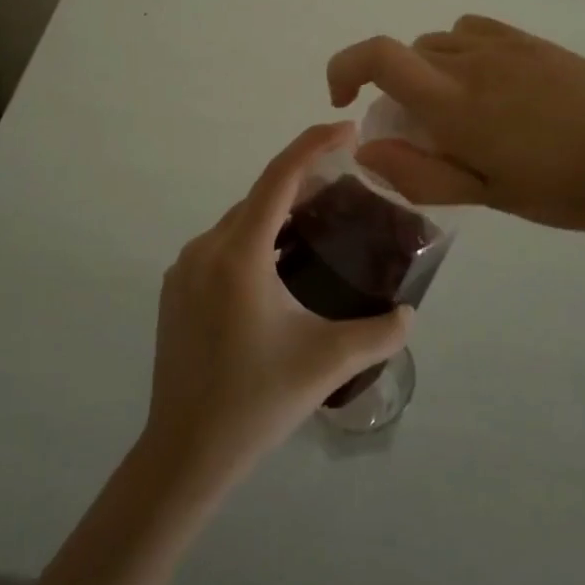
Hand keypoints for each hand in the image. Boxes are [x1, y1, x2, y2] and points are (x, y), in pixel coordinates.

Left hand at [140, 123, 413, 499]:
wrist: (183, 454)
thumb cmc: (256, 401)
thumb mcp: (327, 363)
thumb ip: (379, 333)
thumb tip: (409, 313)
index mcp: (239, 253)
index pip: (279, 177)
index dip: (314, 144)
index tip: (349, 130)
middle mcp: (206, 248)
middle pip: (260, 197)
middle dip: (302, 183)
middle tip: (347, 188)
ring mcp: (184, 269)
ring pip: (240, 222)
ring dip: (277, 215)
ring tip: (318, 227)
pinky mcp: (175, 290)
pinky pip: (222, 246)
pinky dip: (254, 240)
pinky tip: (278, 269)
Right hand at [327, 15, 584, 240]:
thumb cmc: (569, 190)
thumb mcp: (489, 197)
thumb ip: (420, 173)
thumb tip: (366, 149)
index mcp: (455, 102)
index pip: (378, 56)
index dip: (344, 68)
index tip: (342, 100)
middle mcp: (472, 60)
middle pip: (408, 54)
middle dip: (395, 90)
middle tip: (423, 137)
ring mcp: (507, 45)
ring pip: (441, 42)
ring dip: (430, 72)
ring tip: (461, 114)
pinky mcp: (536, 42)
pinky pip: (476, 30)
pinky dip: (462, 53)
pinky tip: (492, 88)